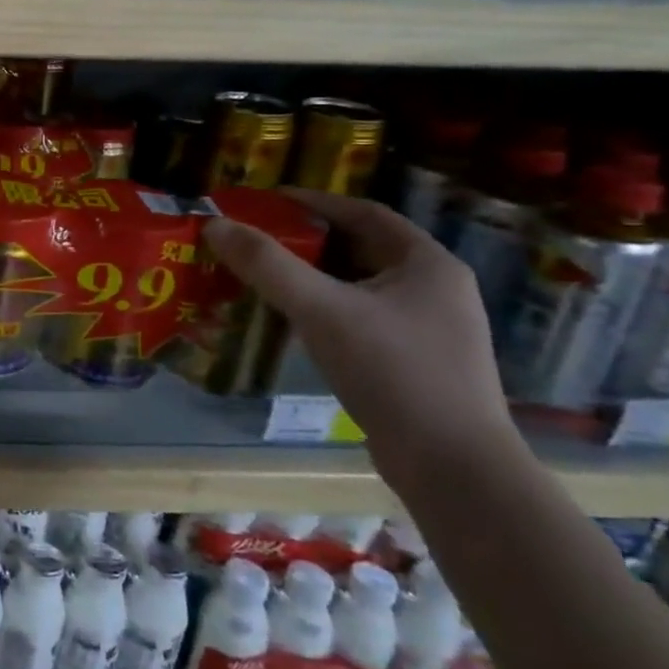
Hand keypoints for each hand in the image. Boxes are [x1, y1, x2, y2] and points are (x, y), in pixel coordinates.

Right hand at [202, 189, 520, 481]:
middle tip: (253, 239)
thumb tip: (214, 224)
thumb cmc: (393, 372)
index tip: (264, 201)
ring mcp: (428, 329)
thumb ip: (266, 265)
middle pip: (359, 248)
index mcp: (427, 264)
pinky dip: (322, 310)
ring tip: (260, 276)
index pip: (364, 213)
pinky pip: (359, 319)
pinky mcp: (414, 362)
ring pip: (357, 287)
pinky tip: (289, 321)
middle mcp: (435, 289)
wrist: (453, 467)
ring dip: (310, 277)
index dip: (313, 201)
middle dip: (304, 240)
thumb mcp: (322, 310)